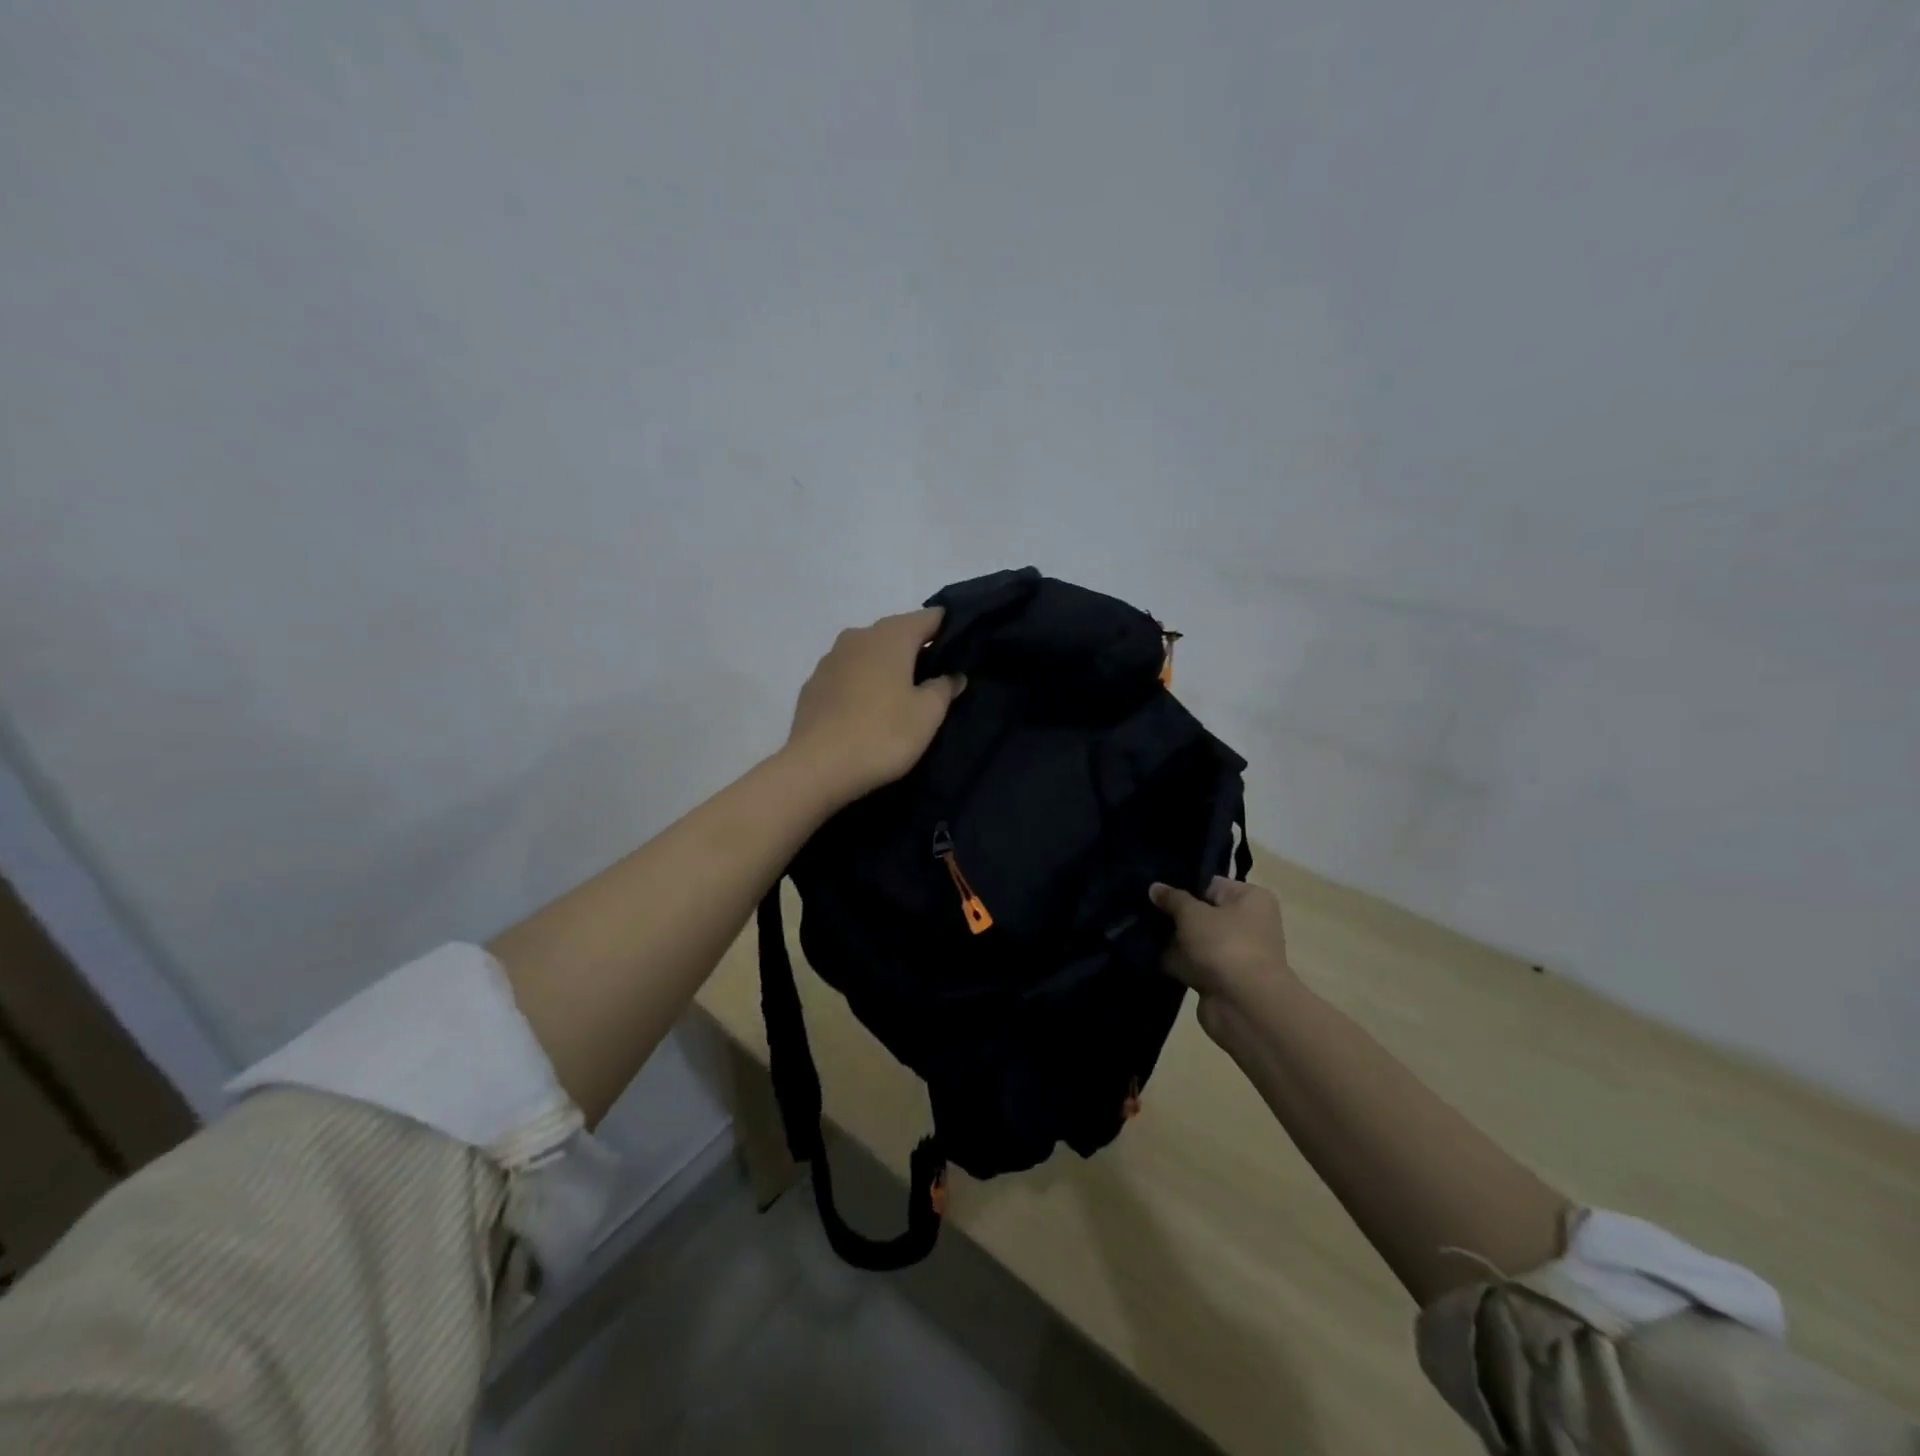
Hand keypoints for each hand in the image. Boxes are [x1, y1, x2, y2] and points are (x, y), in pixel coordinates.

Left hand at [786, 607, 965, 804]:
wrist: (816, 767)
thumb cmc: (882, 734)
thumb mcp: (928, 714)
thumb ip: (944, 687)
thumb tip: (952, 674)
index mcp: (890, 636)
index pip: (930, 617)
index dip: (950, 629)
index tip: (963, 651)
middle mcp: (858, 637)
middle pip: (897, 633)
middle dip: (918, 650)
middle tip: (937, 678)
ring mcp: (830, 659)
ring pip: (869, 654)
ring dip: (887, 667)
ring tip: (902, 697)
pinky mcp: (813, 685)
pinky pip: (848, 675)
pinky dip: (863, 684)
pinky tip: (869, 711)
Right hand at [1149, 877, 1297, 1034]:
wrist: (1244, 1005)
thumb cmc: (1224, 944)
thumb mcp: (1192, 913)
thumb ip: (1172, 898)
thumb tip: (1155, 887)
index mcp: (1251, 899)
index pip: (1210, 885)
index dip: (1182, 887)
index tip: (1155, 890)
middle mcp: (1248, 924)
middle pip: (1202, 914)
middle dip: (1174, 915)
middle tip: (1141, 909)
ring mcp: (1235, 954)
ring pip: (1195, 940)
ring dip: (1172, 940)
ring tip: (1138, 930)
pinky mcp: (1222, 979)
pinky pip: (1192, 964)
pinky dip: (1175, 962)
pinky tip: (1147, 954)